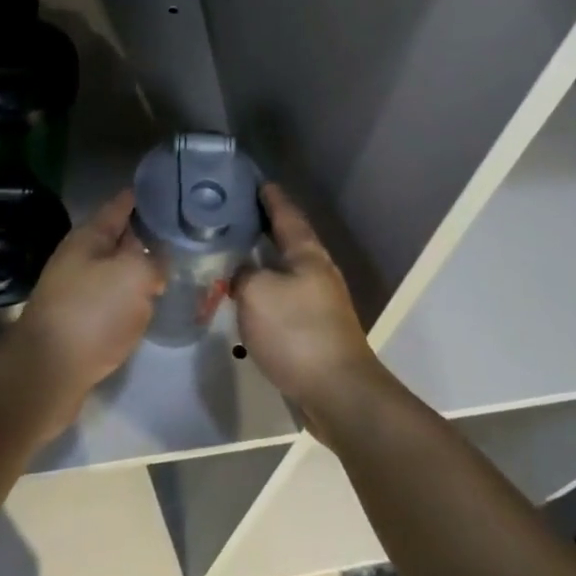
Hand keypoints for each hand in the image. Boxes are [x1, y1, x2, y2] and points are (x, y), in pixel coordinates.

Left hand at [1, 190, 161, 438]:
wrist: (48, 372)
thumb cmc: (92, 311)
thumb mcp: (134, 274)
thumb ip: (154, 262)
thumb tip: (157, 268)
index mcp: (90, 236)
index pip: (121, 204)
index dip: (144, 195)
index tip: (171, 188)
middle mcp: (81, 258)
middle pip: (120, 238)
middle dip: (147, 233)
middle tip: (182, 231)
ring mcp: (79, 292)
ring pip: (118, 271)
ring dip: (141, 268)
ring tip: (173, 266)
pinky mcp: (81, 323)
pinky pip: (113, 301)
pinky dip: (132, 299)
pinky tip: (150, 305)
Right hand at [233, 185, 385, 433]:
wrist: (337, 392)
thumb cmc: (297, 332)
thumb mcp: (256, 294)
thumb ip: (242, 275)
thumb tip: (242, 273)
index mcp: (307, 254)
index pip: (287, 214)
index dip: (271, 197)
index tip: (257, 182)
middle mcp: (317, 271)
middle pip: (290, 240)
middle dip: (266, 227)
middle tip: (238, 216)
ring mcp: (320, 301)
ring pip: (287, 270)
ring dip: (265, 260)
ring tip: (238, 254)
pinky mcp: (315, 329)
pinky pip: (286, 296)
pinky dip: (267, 289)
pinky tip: (250, 298)